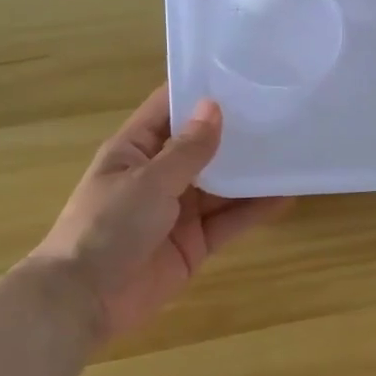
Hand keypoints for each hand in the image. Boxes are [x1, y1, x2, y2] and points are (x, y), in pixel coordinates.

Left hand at [31, 85, 291, 341]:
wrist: (86, 300)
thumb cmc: (108, 226)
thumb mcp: (149, 181)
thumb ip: (188, 149)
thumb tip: (214, 107)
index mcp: (134, 151)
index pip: (168, 111)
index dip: (198, 93)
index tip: (239, 75)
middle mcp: (158, 176)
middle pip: (201, 148)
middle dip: (235, 133)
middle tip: (279, 112)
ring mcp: (178, 212)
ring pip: (221, 186)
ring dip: (250, 173)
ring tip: (290, 152)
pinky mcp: (195, 243)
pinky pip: (229, 221)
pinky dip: (254, 210)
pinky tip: (284, 196)